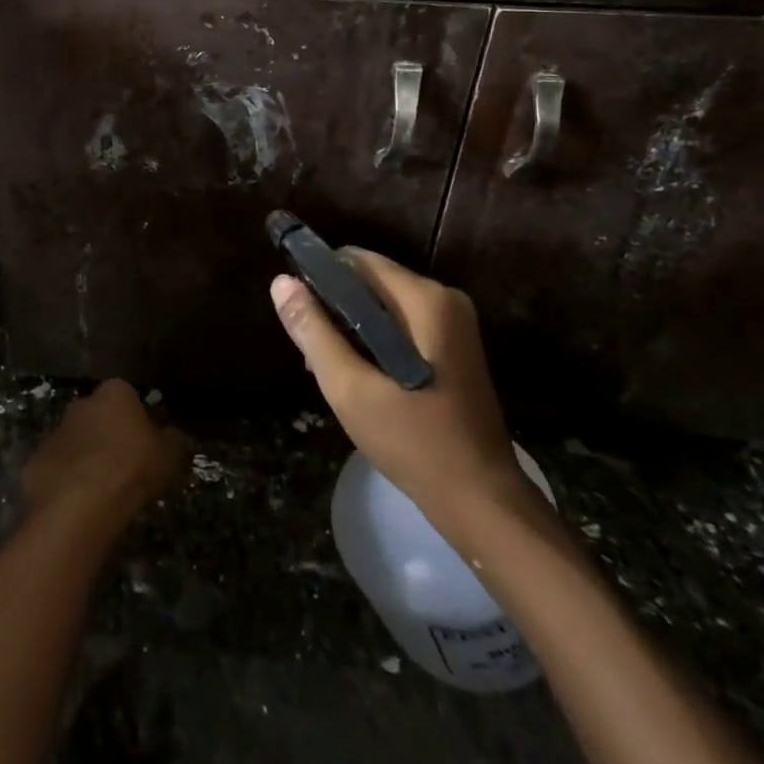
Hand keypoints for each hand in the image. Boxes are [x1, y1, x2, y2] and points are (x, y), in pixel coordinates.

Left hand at [22, 379, 183, 529]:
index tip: (148, 446)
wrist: (80, 503)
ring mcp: (56, 431)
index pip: (130, 398)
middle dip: (110, 437)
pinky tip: (79, 504)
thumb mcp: (170, 455)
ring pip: (77, 442)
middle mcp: (82, 403)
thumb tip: (174, 436)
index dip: (140, 422)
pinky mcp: (36, 461)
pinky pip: (58, 468)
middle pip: (100, 417)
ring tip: (103, 491)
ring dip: (87, 458)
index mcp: (114, 392)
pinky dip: (67, 481)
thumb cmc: (131, 468)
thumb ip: (174, 440)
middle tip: (126, 468)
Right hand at [271, 250, 536, 540]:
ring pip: (384, 306)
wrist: (483, 503)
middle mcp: (445, 298)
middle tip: (316, 359)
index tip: (300, 317)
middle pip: (370, 282)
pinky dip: (376, 343)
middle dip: (336, 311)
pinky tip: (363, 381)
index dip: (320, 279)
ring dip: (353, 330)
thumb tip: (281, 282)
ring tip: (334, 375)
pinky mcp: (455, 348)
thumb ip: (314, 331)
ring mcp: (455, 324)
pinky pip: (402, 326)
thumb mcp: (350, 388)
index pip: (356, 260)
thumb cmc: (414, 442)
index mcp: (425, 298)